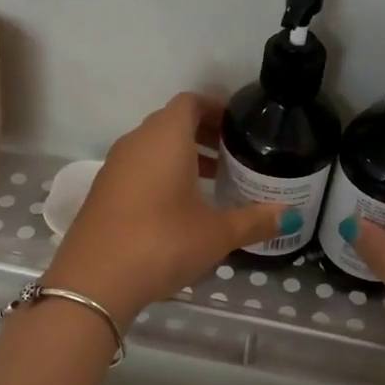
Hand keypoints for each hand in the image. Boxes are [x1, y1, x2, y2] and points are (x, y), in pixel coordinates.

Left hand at [42, 94, 286, 321]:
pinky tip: (179, 208)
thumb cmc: (163, 243)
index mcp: (165, 138)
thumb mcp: (216, 234)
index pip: (190, 103)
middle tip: (232, 155)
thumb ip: (254, 220)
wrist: (94, 281)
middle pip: (171, 123)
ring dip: (182, 157)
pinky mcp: (102, 193)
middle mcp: (136, 143)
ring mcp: (114, 168)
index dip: (216, 108)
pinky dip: (161, 175)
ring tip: (212, 182)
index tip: (238, 127)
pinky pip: (137, 170)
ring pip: (152, 148)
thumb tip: (290, 214)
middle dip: (203, 134)